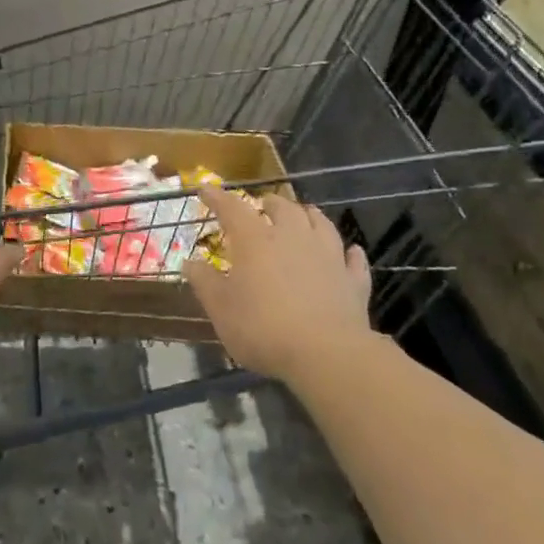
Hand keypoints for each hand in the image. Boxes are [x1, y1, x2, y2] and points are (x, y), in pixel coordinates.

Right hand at [182, 187, 373, 382]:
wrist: (327, 354)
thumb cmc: (263, 328)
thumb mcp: (221, 309)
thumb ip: (204, 282)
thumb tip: (189, 262)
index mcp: (255, 241)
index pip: (233, 208)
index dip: (217, 197)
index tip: (205, 189)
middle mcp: (293, 238)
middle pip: (283, 208)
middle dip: (270, 203)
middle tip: (262, 205)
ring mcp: (328, 256)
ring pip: (321, 224)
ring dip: (309, 216)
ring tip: (304, 214)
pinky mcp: (353, 281)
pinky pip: (353, 259)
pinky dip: (348, 252)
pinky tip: (350, 251)